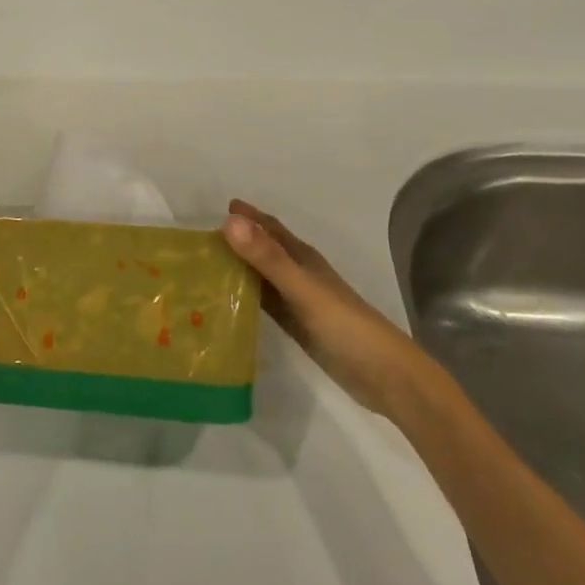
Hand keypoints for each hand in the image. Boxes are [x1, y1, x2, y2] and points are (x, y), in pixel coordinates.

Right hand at [221, 199, 426, 415]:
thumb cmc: (344, 324)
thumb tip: (229, 221)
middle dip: (238, 242)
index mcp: (303, 258)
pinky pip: (265, 304)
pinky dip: (246, 298)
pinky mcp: (298, 327)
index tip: (220, 209)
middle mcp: (300, 275)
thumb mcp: (302, 287)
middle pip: (264, 251)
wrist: (383, 375)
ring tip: (206, 269)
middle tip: (201, 242)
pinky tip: (226, 304)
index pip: (271, 229)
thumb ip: (267, 257)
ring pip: (263, 278)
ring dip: (239, 270)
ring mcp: (299, 302)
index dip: (249, 217)